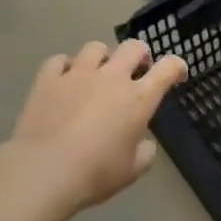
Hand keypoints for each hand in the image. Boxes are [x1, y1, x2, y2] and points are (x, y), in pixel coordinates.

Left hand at [8, 39, 188, 215]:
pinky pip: (59, 61)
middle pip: (132, 47)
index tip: (177, 74)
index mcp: (138, 98)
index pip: (167, 68)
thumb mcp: (132, 171)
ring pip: (95, 48)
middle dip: (140, 54)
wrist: (43, 171)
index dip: (177, 66)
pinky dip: (65, 67)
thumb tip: (142, 142)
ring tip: (97, 73)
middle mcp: (111, 77)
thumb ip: (145, 152)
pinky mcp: (48, 79)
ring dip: (102, 58)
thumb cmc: (95, 173)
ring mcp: (77, 74)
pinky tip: (64, 79)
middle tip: (136, 69)